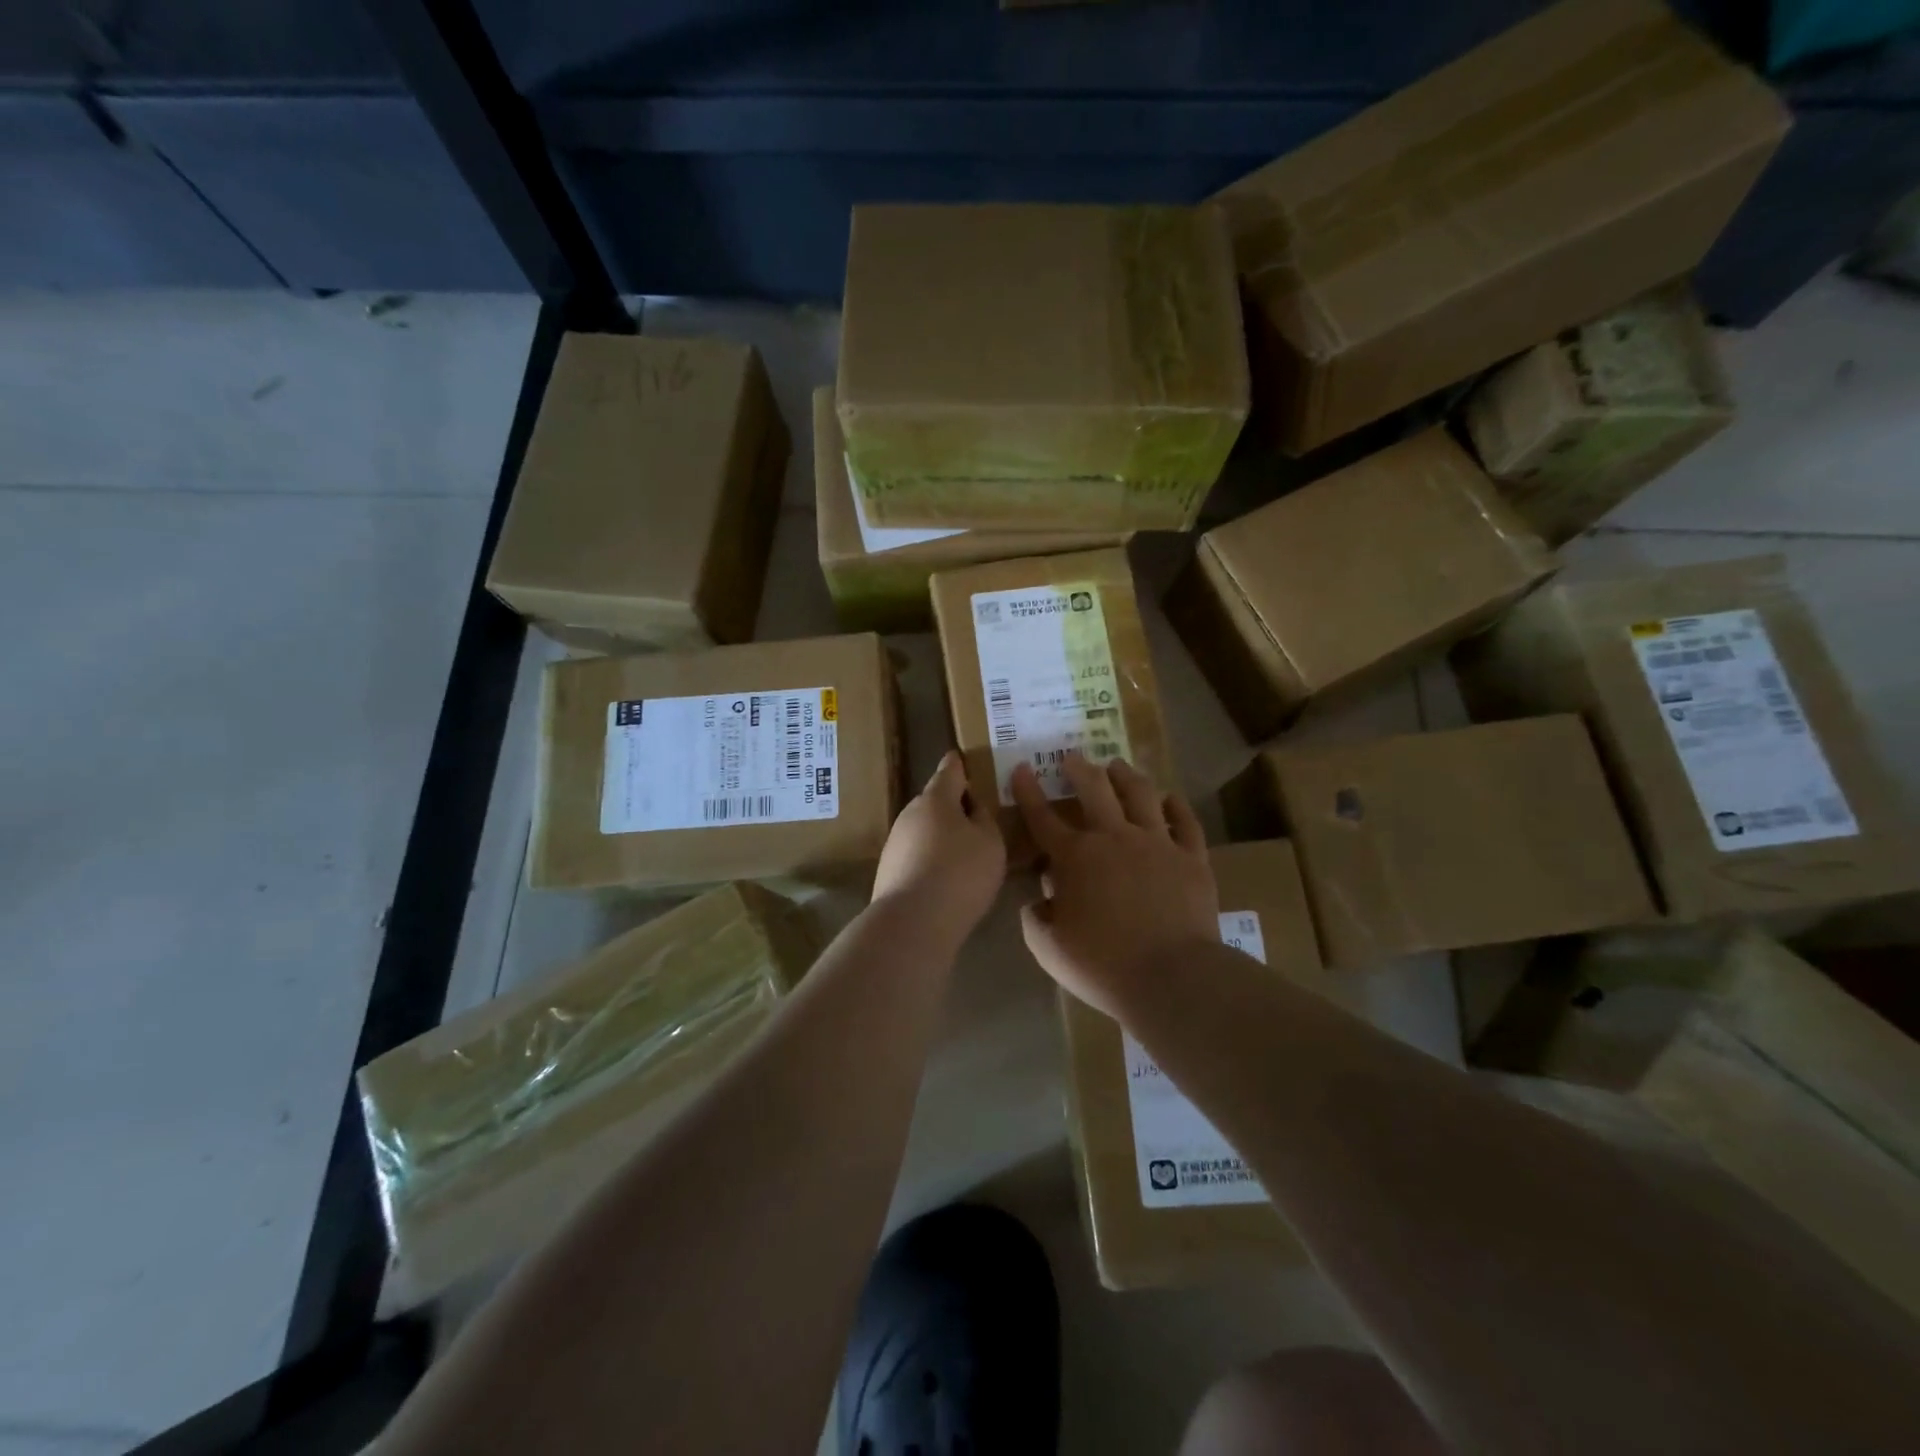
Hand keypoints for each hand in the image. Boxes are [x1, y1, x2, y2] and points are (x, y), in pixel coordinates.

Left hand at [872, 750, 1006, 947]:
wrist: (912, 921)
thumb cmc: (961, 873)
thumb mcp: (990, 841)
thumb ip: (984, 818)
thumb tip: (972, 807)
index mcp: (936, 798)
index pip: (949, 771)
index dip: (959, 764)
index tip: (962, 757)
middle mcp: (910, 813)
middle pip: (935, 801)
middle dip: (953, 805)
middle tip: (976, 816)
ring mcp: (895, 843)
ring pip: (924, 829)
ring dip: (941, 835)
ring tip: (964, 852)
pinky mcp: (888, 870)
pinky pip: (916, 854)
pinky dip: (931, 859)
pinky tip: (945, 878)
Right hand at [1010, 752, 1217, 1020]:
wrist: (1171, 977)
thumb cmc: (1102, 965)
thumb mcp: (1049, 948)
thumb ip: (1035, 919)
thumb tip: (1038, 901)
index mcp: (1074, 857)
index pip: (1043, 817)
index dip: (1028, 791)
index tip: (1021, 769)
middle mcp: (1114, 837)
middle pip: (1094, 789)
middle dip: (1079, 768)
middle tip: (1072, 757)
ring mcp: (1157, 843)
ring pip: (1141, 794)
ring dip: (1125, 775)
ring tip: (1117, 766)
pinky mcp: (1191, 857)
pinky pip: (1184, 821)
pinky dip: (1175, 805)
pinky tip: (1169, 798)